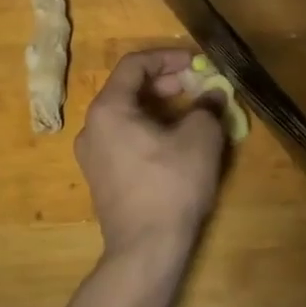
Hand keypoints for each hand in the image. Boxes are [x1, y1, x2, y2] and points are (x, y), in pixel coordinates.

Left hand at [76, 49, 226, 260]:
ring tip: (193, 115)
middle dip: (167, 84)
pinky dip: (151, 131)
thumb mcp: (200, 138)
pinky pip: (126, 140)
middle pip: (128, 90)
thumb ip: (207, 107)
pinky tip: (177, 145)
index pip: (134, 65)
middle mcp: (92, 128)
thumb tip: (213, 95)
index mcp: (109, 109)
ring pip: (128, 116)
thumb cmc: (171, 184)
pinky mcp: (103, 179)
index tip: (197, 63)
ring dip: (161, 108)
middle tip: (197, 88)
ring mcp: (93, 156)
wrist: (146, 248)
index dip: (168, 57)